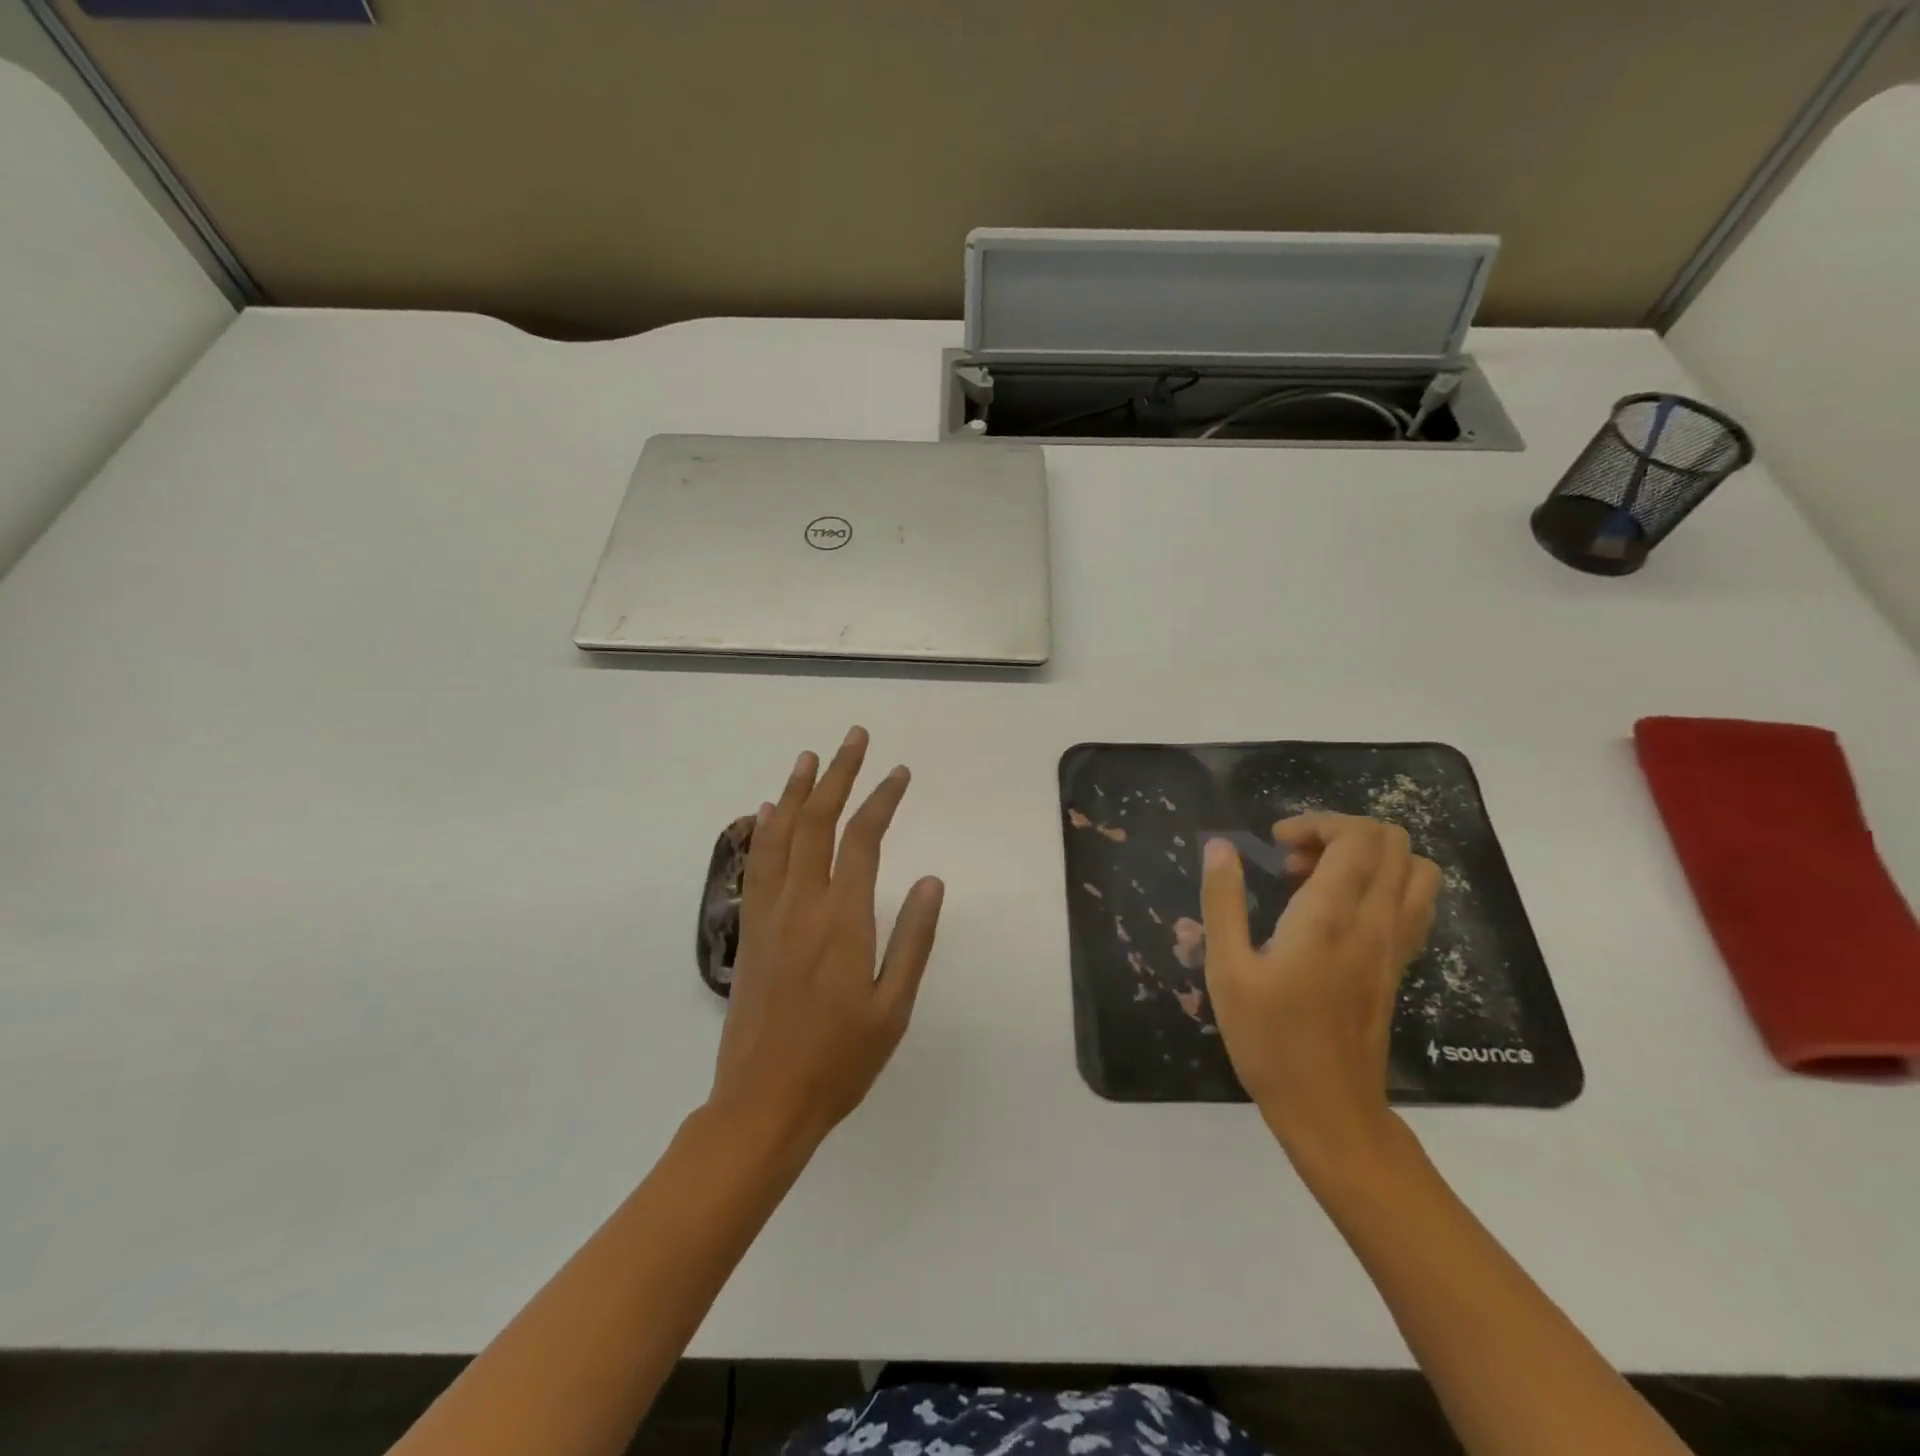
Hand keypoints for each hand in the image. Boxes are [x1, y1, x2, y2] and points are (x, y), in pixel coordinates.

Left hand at [708, 726, 944, 1152]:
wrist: (763, 1103)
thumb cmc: (839, 1060)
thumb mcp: (893, 1007)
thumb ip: (913, 938)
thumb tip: (932, 879)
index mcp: (842, 919)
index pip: (863, 839)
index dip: (882, 798)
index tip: (899, 772)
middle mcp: (802, 904)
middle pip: (818, 822)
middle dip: (838, 774)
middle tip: (854, 737)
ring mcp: (769, 914)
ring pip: (781, 835)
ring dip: (797, 791)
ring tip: (810, 756)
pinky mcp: (750, 929)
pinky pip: (756, 865)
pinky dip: (763, 830)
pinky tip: (767, 811)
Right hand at [1201, 814, 1438, 1164]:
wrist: (1329, 1109)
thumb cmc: (1269, 1040)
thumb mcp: (1227, 970)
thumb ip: (1223, 901)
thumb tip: (1220, 846)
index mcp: (1330, 917)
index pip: (1356, 838)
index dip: (1316, 823)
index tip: (1275, 845)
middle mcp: (1375, 922)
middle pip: (1392, 842)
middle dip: (1340, 833)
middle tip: (1294, 860)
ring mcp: (1396, 945)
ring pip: (1415, 869)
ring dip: (1368, 857)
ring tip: (1319, 880)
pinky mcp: (1400, 965)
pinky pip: (1414, 902)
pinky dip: (1384, 884)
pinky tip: (1340, 910)